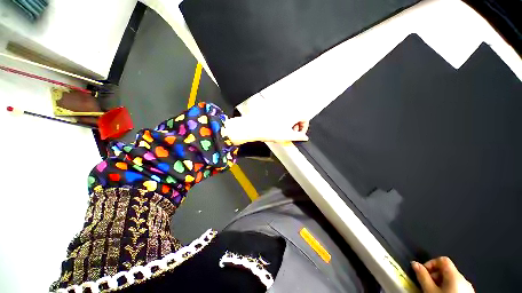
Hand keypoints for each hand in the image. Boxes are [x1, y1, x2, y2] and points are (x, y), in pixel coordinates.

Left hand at [222, 116, 308, 144]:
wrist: (255, 127)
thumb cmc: (269, 131)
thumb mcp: (287, 136)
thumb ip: (298, 137)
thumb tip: (304, 137)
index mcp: (293, 114)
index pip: (305, 118)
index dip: (304, 128)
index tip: (300, 134)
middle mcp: (287, 109)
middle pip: (298, 117)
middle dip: (297, 126)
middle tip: (292, 134)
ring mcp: (279, 109)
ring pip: (290, 116)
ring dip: (290, 124)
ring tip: (284, 132)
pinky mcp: (272, 111)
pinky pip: (282, 115)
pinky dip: (283, 121)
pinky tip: (277, 128)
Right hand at [412, 257, 473, 292]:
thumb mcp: (430, 290)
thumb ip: (422, 275)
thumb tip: (414, 263)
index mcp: (455, 274)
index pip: (442, 259)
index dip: (431, 263)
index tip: (423, 272)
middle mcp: (464, 278)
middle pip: (447, 270)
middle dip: (435, 275)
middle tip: (428, 284)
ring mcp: (468, 287)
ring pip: (452, 279)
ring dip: (441, 283)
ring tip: (435, 291)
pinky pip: (457, 286)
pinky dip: (449, 288)